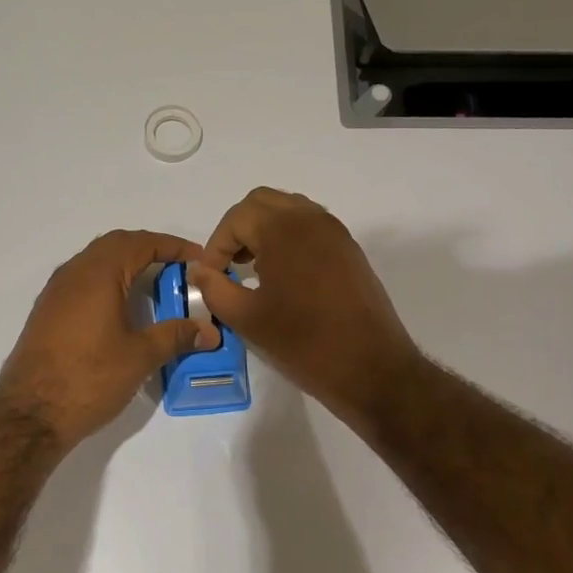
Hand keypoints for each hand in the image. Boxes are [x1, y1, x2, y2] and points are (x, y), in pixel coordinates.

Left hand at [0, 230, 221, 448]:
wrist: (30, 414)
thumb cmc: (89, 378)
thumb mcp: (140, 357)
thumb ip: (176, 336)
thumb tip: (209, 330)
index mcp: (98, 274)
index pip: (141, 243)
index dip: (174, 246)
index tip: (200, 260)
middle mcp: (73, 273)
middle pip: (116, 245)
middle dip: (150, 250)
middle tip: (179, 269)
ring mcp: (55, 292)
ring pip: (96, 262)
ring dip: (126, 266)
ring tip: (155, 286)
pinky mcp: (47, 313)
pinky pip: (83, 282)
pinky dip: (108, 283)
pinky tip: (122, 310)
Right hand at [189, 188, 418, 425]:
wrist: (371, 368)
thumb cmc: (304, 343)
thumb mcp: (247, 320)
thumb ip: (215, 289)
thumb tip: (201, 270)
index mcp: (284, 231)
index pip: (237, 217)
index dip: (216, 245)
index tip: (211, 276)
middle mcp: (312, 220)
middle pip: (263, 203)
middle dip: (239, 229)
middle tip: (228, 265)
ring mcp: (336, 233)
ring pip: (289, 211)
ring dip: (264, 231)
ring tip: (253, 270)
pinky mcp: (350, 251)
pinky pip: (311, 228)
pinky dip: (288, 239)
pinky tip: (282, 277)